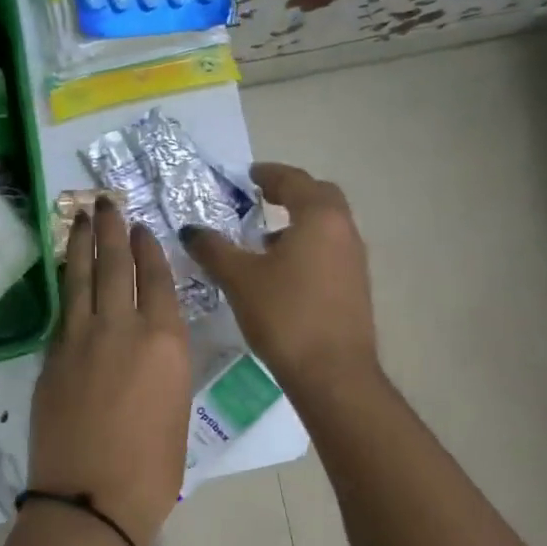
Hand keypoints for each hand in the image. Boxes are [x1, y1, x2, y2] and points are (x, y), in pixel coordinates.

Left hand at [28, 198, 190, 545]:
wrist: (92, 497)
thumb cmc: (153, 467)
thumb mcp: (175, 406)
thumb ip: (162, 364)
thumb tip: (148, 345)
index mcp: (165, 341)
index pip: (155, 278)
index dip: (148, 248)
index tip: (141, 226)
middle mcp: (122, 328)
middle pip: (115, 265)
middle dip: (111, 229)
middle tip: (104, 201)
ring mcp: (80, 339)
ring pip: (82, 278)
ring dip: (82, 244)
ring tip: (82, 216)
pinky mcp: (52, 356)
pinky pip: (63, 308)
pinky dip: (66, 282)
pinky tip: (66, 270)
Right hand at [182, 162, 377, 393]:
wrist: (333, 372)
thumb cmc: (285, 315)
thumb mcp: (239, 278)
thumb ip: (213, 249)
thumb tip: (191, 230)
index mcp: (319, 218)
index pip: (294, 181)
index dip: (269, 174)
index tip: (249, 174)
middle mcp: (344, 231)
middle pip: (319, 197)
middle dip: (290, 193)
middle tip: (261, 198)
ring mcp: (355, 260)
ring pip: (326, 227)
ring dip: (298, 223)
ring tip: (264, 240)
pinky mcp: (355, 287)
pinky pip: (330, 251)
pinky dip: (307, 247)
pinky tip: (281, 273)